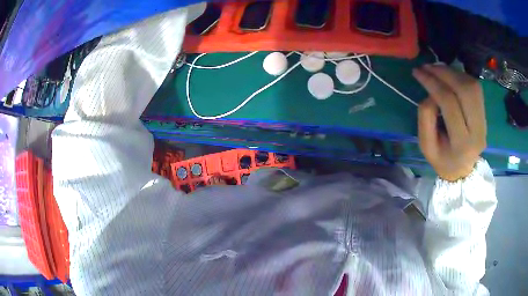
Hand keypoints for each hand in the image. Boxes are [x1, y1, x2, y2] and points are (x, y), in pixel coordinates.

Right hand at [413, 65, 486, 180]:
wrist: (462, 170)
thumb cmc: (442, 159)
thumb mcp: (426, 146)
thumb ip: (426, 118)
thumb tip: (431, 93)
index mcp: (462, 143)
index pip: (449, 103)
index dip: (432, 83)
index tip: (418, 72)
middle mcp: (477, 130)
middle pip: (465, 90)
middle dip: (444, 73)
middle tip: (428, 66)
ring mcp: (484, 121)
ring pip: (472, 86)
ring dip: (453, 72)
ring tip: (437, 69)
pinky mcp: (484, 114)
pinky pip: (475, 88)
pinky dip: (461, 77)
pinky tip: (450, 76)